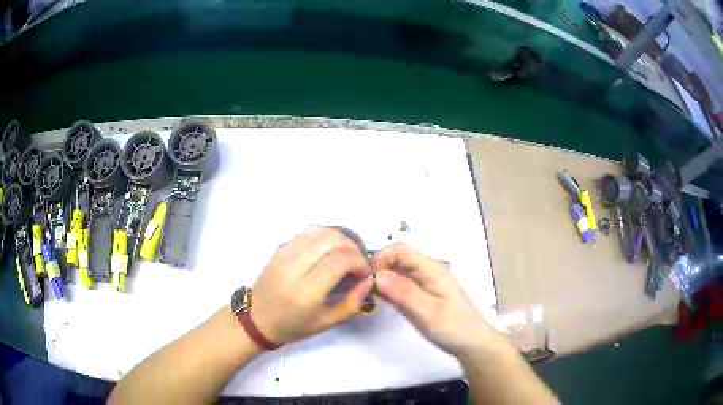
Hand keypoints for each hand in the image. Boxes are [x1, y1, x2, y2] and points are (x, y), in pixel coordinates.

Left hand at [250, 227, 373, 344]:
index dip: (359, 262)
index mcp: (305, 291)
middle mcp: (293, 267)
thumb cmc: (292, 326)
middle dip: (353, 247)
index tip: (365, 272)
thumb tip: (368, 281)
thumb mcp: (326, 323)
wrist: (257, 319)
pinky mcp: (280, 248)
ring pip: (321, 231)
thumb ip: (352, 304)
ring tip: (346, 255)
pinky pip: (309, 233)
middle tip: (358, 263)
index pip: (340, 260)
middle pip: (332, 239)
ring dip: (340, 240)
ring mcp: (284, 253)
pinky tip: (329, 251)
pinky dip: (325, 238)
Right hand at [373, 243, 503, 356]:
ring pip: (399, 273)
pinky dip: (391, 291)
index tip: (369, 279)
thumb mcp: (427, 311)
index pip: (400, 250)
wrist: (472, 343)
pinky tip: (382, 302)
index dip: (382, 258)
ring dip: (384, 281)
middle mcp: (428, 272)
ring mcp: (426, 284)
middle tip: (367, 290)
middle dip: (380, 270)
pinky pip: (403, 287)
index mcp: (431, 269)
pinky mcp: (423, 296)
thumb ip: (403, 292)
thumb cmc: (453, 327)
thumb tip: (378, 274)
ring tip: (371, 298)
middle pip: (398, 260)